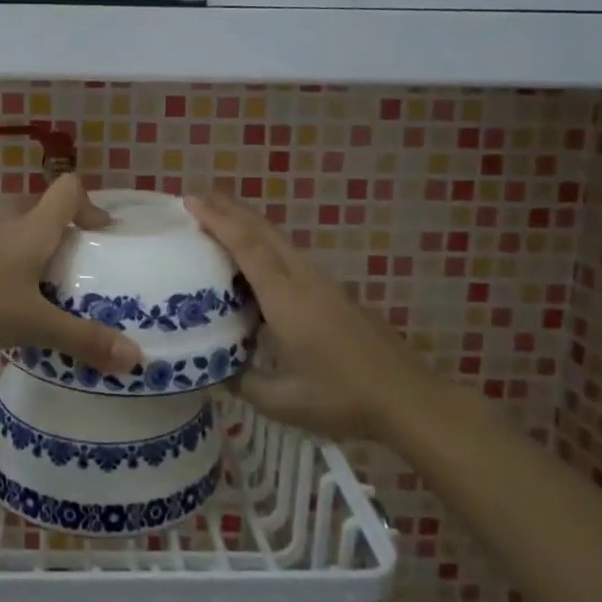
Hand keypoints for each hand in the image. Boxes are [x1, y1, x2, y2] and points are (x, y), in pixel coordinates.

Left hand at [0, 175, 142, 372]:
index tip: (102, 236)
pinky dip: (7, 275)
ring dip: (34, 260)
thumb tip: (136, 359)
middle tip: (78, 274)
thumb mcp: (34, 324)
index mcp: (33, 230)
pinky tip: (3, 310)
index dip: (90, 205)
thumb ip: (82, 340)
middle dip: (65, 239)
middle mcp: (7, 227)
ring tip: (45, 298)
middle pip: (43, 215)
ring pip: (16, 239)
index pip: (68, 190)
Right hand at [186, 191, 443, 441]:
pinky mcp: (336, 294)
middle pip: (264, 231)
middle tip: (198, 199)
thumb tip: (213, 370)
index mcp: (286, 299)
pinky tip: (257, 263)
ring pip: (280, 241)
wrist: (409, 400)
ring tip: (220, 222)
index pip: (247, 246)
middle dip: (230, 209)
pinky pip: (292, 257)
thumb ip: (242, 382)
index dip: (218, 220)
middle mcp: (304, 280)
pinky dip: (265, 246)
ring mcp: (324, 284)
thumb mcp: (282, 402)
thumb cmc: (343, 400)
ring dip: (249, 225)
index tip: (191, 200)